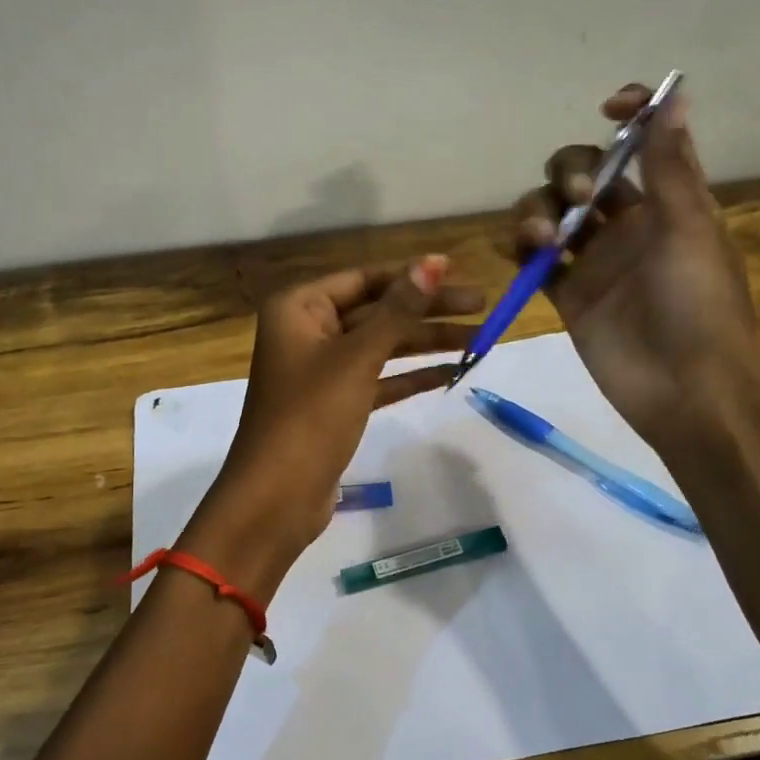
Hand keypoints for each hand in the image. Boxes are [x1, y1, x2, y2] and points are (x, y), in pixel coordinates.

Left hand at [181, 256, 481, 595]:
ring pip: (382, 346)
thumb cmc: (310, 416)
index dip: (411, 275)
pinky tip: (452, 373)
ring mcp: (322, 370)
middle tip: (483, 309)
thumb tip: (433, 261)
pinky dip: (412, 376)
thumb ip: (398, 310)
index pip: (364, 278)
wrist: (276, 497)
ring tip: (481, 340)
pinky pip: (380, 379)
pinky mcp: (336, 405)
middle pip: (377, 311)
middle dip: (428, 311)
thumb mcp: (357, 358)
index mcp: (299, 308)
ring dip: (427, 344)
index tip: (457, 273)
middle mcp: (308, 331)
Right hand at [509, 82, 759, 451]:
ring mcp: (594, 261)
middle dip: (569, 173)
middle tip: (576, 200)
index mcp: (667, 203)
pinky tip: (523, 251)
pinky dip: (522, 248)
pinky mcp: (567, 296)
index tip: (608, 109)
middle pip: (581, 175)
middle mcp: (626, 225)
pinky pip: (535, 260)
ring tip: (541, 238)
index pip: (641, 144)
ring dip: (537, 210)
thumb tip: (674, 93)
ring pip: (550, 214)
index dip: (627, 117)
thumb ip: (669, 166)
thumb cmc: (699, 306)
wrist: (686, 392)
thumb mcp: (689, 228)